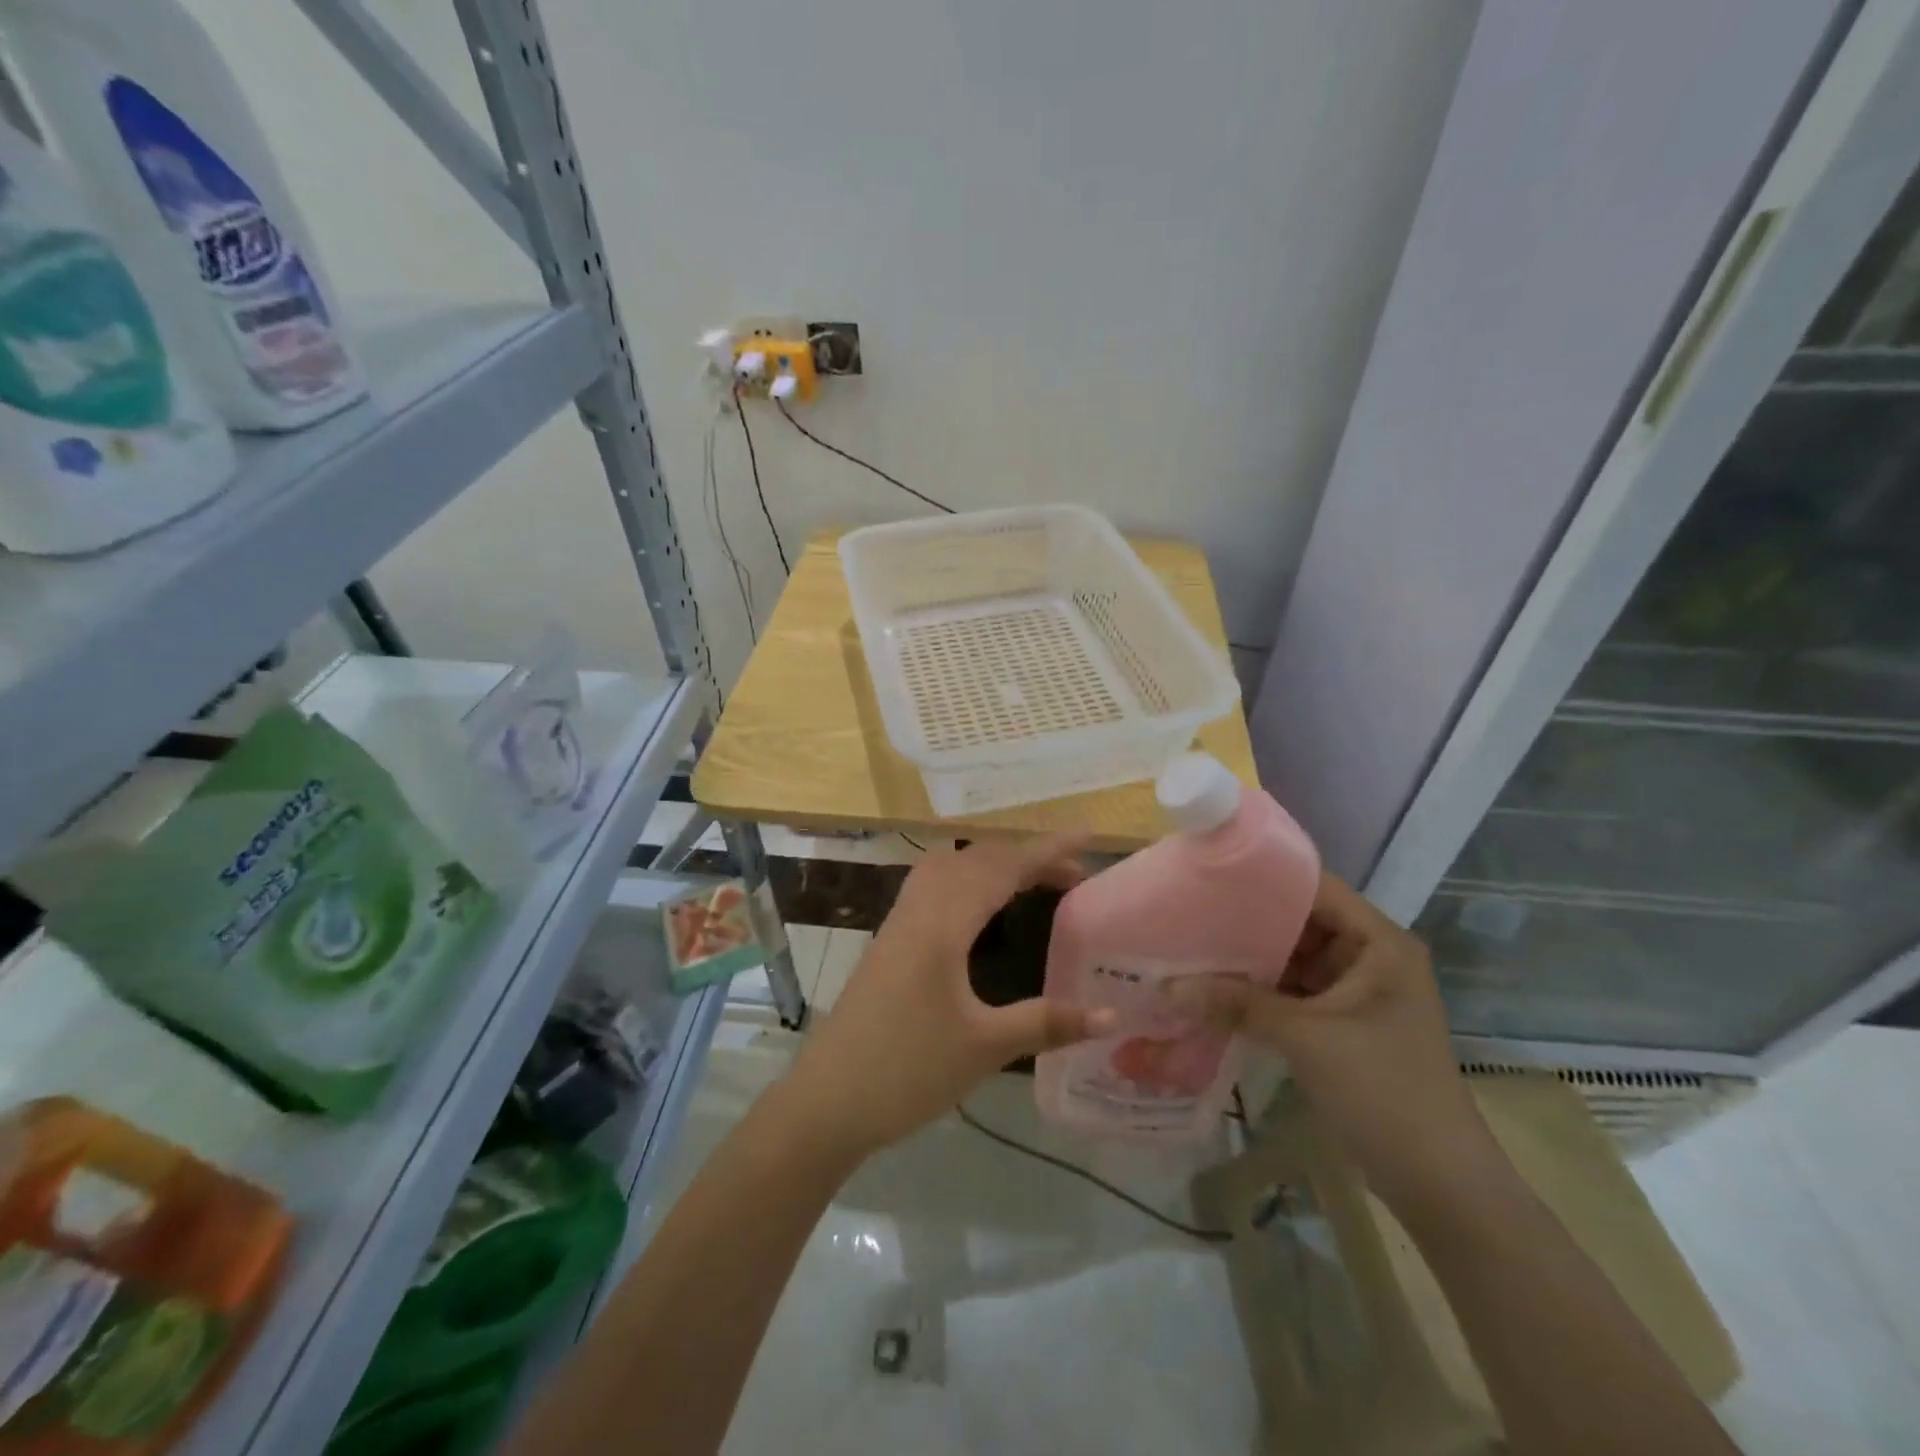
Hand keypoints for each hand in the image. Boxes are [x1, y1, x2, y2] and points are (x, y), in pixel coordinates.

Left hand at [781, 834, 1115, 1162]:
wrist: (826, 1100)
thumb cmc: (907, 1070)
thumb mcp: (984, 1048)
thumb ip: (1047, 1023)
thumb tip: (1111, 1014)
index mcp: (943, 924)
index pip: (1002, 868)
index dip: (1047, 850)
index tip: (1088, 838)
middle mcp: (919, 909)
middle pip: (976, 859)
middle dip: (1025, 857)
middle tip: (1072, 876)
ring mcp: (898, 922)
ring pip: (949, 867)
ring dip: (992, 864)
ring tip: (1030, 881)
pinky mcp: (888, 940)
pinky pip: (933, 886)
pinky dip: (966, 879)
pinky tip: (977, 908)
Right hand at [1172, 872, 1500, 1211]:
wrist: (1438, 1182)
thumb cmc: (1383, 1089)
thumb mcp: (1305, 1038)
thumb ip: (1237, 1004)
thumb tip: (1166, 986)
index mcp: (1380, 943)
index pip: (1317, 888)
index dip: (1266, 879)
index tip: (1212, 877)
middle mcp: (1371, 958)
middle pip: (1302, 923)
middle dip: (1249, 923)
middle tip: (1190, 914)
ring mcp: (1358, 993)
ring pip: (1294, 960)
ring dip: (1251, 962)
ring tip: (1193, 948)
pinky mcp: (1344, 1025)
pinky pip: (1295, 993)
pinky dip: (1261, 993)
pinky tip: (1216, 991)